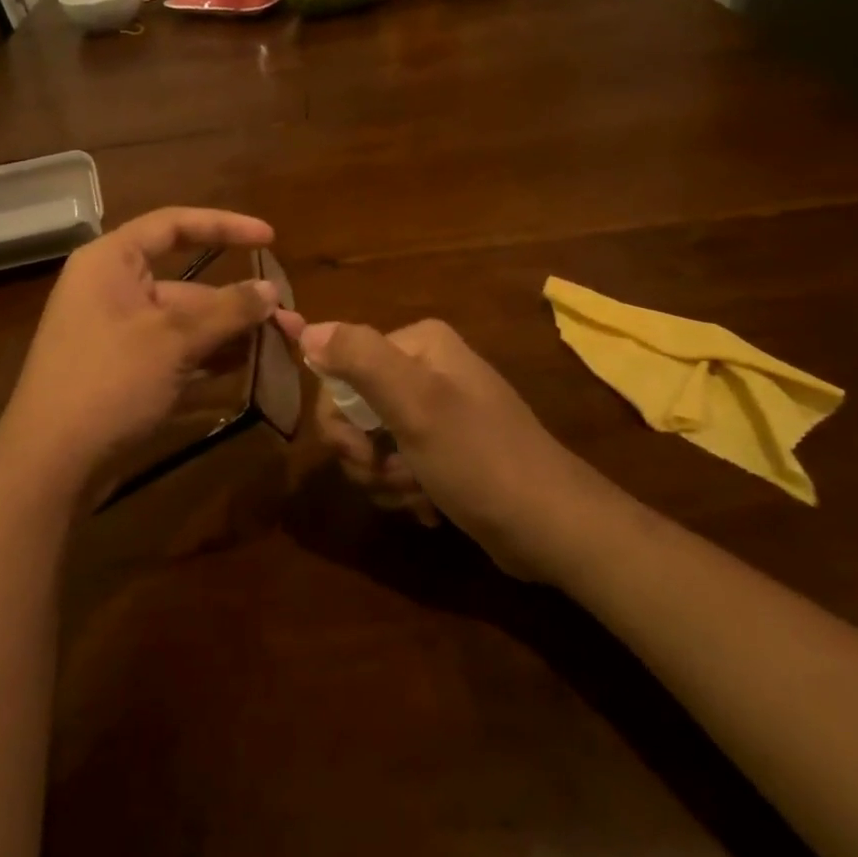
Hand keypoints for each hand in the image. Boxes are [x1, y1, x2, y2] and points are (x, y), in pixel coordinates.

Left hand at [0, 207, 278, 504]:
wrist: (50, 462)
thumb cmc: (108, 382)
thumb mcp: (174, 340)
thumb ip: (227, 310)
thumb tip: (272, 290)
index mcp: (111, 262)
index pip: (173, 225)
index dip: (224, 226)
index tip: (270, 238)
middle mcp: (111, 287)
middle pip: (185, 281)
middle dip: (236, 300)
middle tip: (287, 319)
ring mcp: (115, 330)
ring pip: (182, 319)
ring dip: (227, 331)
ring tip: (277, 344)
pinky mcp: (121, 367)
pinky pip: (171, 348)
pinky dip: (205, 354)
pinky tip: (244, 365)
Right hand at [293, 317, 609, 577]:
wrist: (550, 528)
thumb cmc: (480, 460)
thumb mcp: (416, 405)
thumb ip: (360, 359)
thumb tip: (307, 328)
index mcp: (419, 345)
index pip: (340, 371)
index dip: (340, 418)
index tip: (362, 452)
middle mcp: (425, 369)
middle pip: (353, 410)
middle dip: (366, 455)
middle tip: (395, 477)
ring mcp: (436, 412)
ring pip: (371, 445)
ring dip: (387, 479)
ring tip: (420, 494)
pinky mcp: (443, 451)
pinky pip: (396, 465)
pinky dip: (405, 491)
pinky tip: (430, 507)